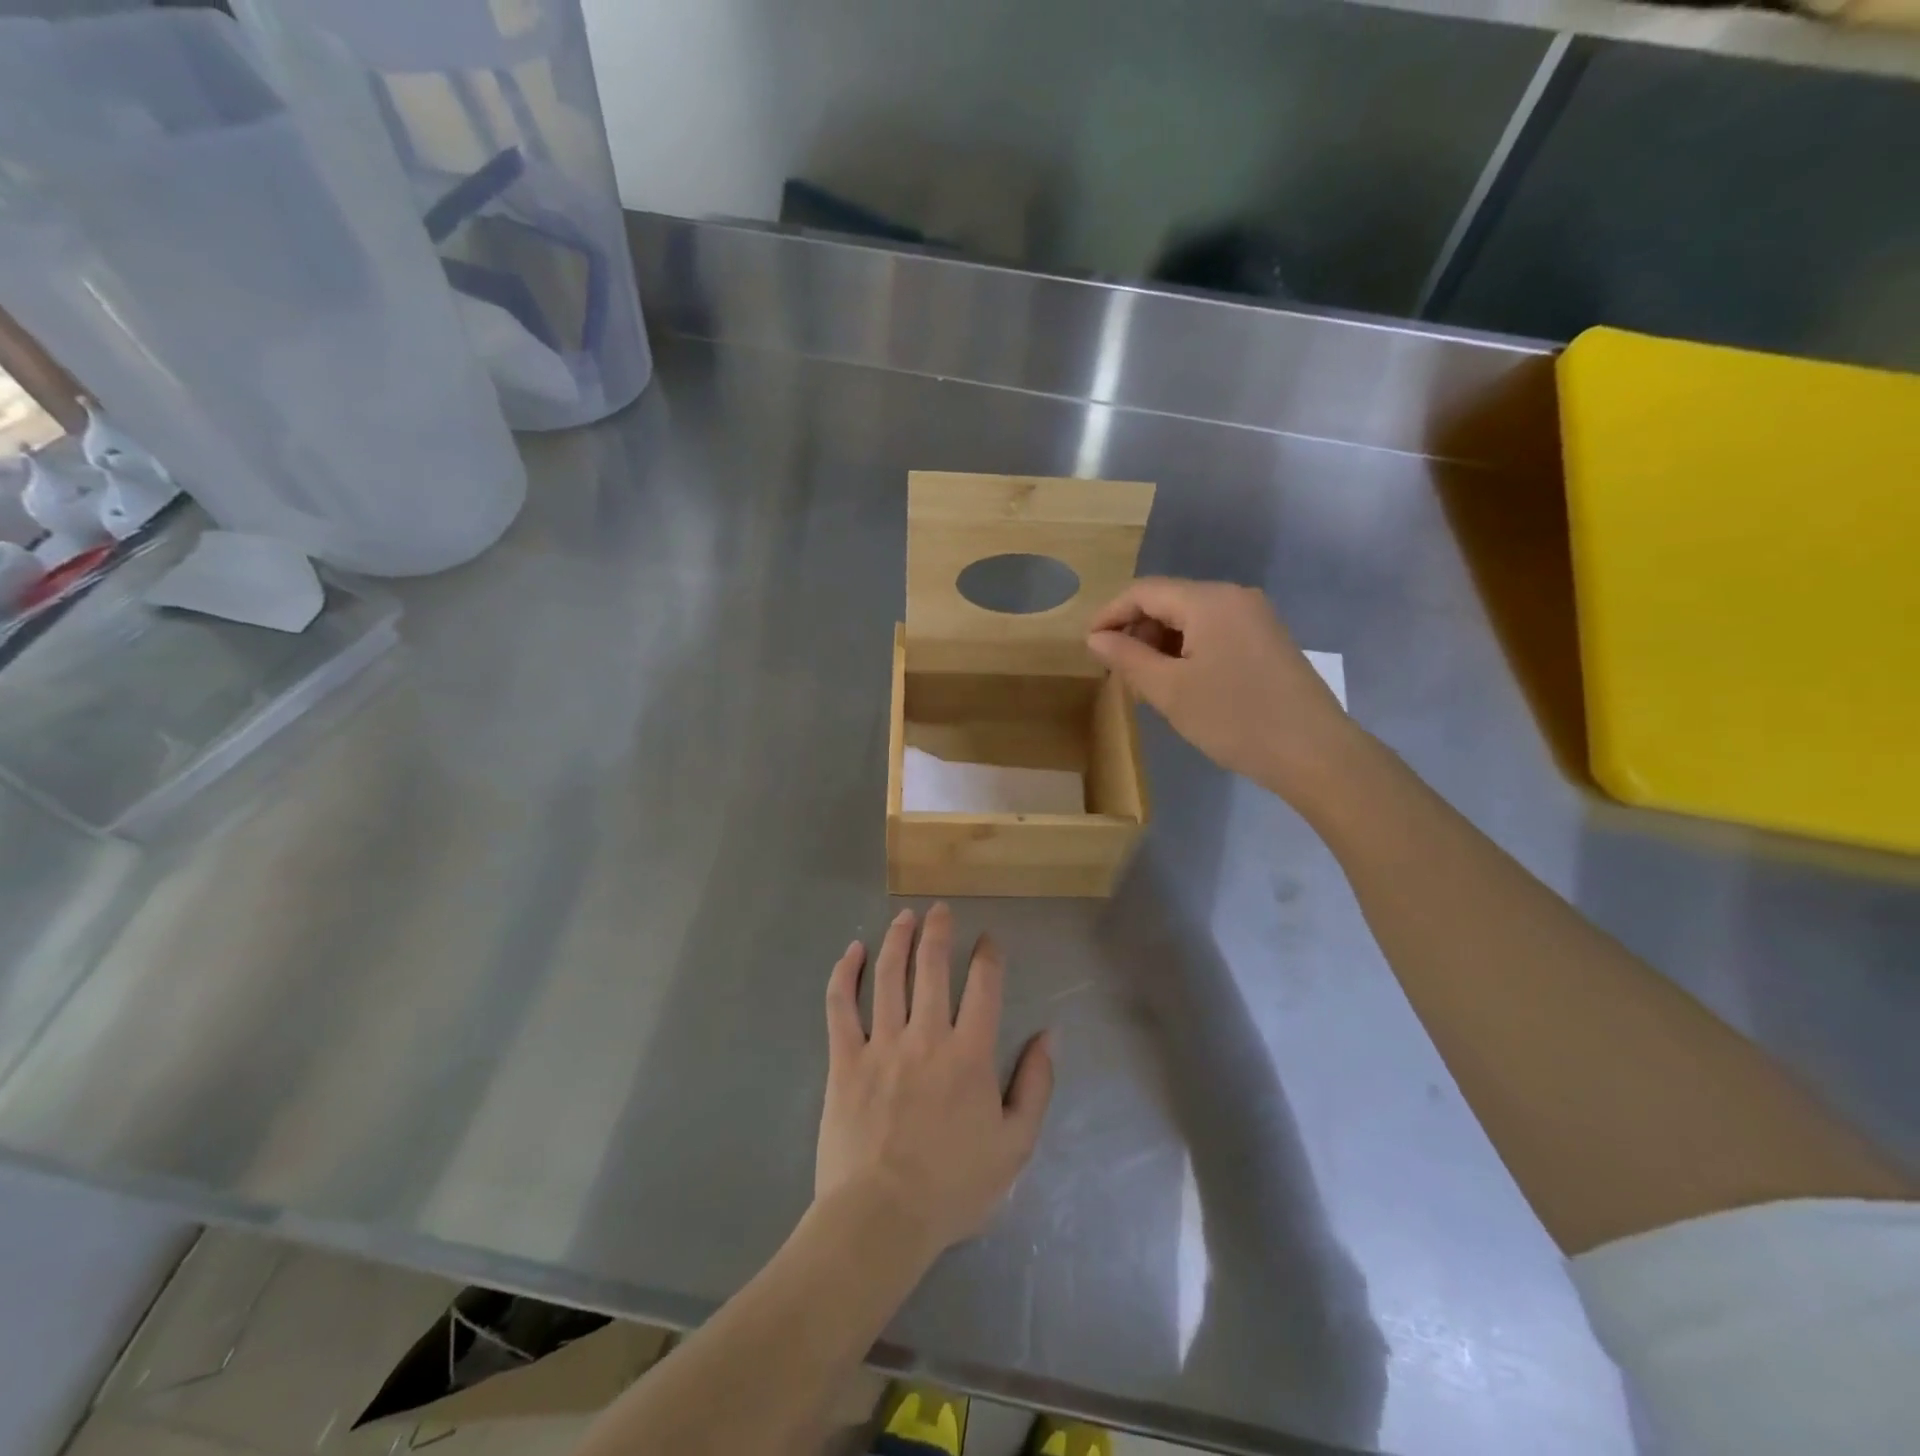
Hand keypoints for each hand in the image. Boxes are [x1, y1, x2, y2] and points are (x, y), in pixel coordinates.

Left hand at [818, 905, 1052, 1261]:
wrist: (881, 1219)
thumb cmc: (953, 1187)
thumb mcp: (1015, 1145)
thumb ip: (1036, 1085)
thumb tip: (1049, 1035)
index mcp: (969, 1054)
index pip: (983, 986)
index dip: (988, 956)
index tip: (987, 940)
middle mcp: (926, 1036)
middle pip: (932, 967)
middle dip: (939, 931)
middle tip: (940, 909)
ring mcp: (881, 1044)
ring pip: (888, 975)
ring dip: (897, 939)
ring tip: (905, 916)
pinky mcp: (844, 1059)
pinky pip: (841, 1006)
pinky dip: (845, 974)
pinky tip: (851, 951)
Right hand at [1087, 577, 1355, 802]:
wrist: (1314, 752)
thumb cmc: (1234, 719)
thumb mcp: (1169, 691)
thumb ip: (1126, 658)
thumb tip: (1095, 638)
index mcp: (1209, 600)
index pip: (1144, 591)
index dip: (1109, 615)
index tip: (1088, 648)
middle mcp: (1234, 597)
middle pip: (1169, 600)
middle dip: (1136, 630)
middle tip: (1117, 672)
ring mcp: (1256, 617)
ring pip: (1191, 618)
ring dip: (1160, 643)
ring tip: (1145, 682)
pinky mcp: (1267, 640)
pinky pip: (1214, 632)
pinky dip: (1187, 650)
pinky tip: (1181, 683)